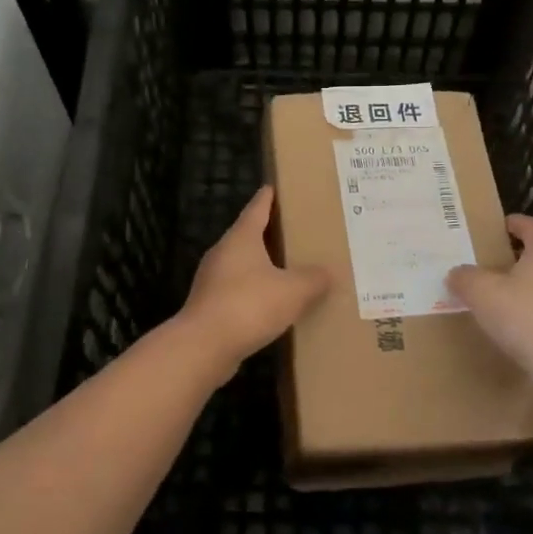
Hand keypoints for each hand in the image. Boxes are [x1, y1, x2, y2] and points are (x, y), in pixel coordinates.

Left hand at [179, 186, 329, 371]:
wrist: (204, 346)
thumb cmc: (249, 305)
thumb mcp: (293, 290)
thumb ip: (313, 279)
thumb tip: (328, 273)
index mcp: (241, 238)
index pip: (257, 208)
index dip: (268, 197)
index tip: (274, 187)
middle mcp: (223, 253)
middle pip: (247, 236)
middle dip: (269, 233)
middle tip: (293, 231)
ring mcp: (212, 280)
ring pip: (241, 265)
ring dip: (261, 266)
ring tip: (287, 269)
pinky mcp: (209, 306)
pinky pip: (237, 291)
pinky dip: (254, 292)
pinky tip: (271, 304)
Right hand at [448, 215, 532, 369]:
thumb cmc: (523, 316)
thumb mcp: (481, 293)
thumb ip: (465, 278)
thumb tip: (457, 273)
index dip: (517, 223)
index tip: (502, 225)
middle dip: (519, 259)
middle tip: (494, 265)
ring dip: (528, 288)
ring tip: (503, 299)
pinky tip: (519, 328)